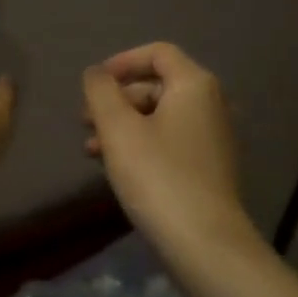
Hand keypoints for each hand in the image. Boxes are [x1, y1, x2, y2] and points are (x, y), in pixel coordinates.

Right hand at [82, 42, 254, 261]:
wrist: (204, 243)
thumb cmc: (158, 176)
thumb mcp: (118, 129)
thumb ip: (101, 92)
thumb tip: (95, 73)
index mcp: (194, 85)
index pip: (158, 53)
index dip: (122, 62)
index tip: (93, 84)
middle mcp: (211, 104)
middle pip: (157, 85)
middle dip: (117, 99)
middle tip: (85, 121)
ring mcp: (213, 138)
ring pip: (160, 116)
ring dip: (123, 125)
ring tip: (91, 150)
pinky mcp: (209, 167)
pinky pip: (170, 141)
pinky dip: (141, 144)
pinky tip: (116, 167)